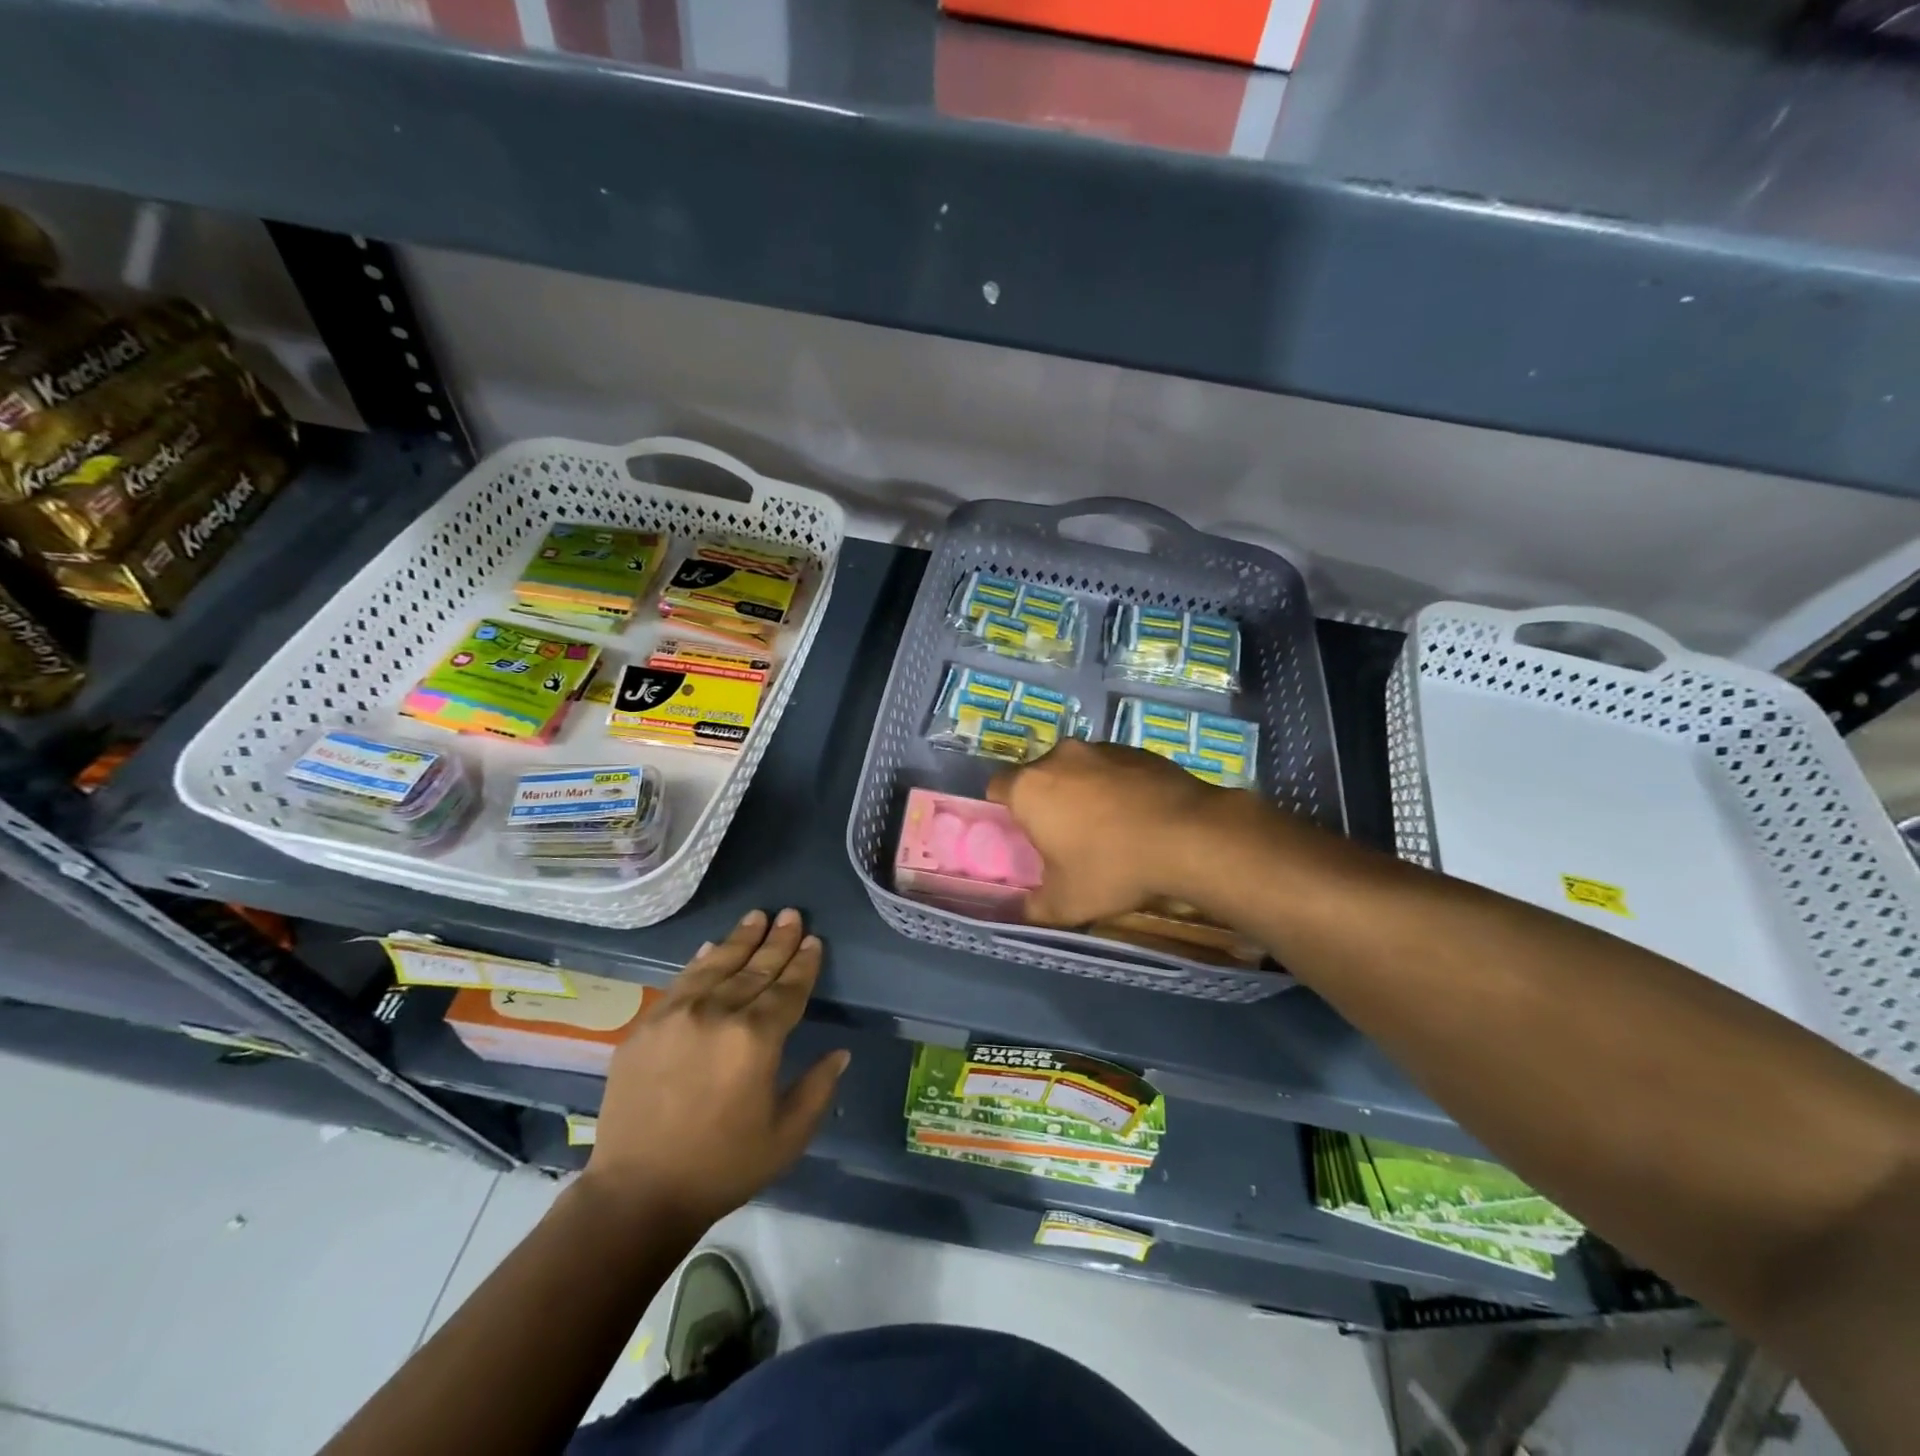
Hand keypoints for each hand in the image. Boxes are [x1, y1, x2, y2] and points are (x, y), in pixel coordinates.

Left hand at [584, 908, 847, 1228]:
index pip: (788, 989)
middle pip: (756, 968)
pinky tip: (712, 947)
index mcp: (757, 1039)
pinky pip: (681, 981)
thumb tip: (840, 1053)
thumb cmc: (722, 1167)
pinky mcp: (647, 1025)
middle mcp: (718, 1013)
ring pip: (718, 965)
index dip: (804, 963)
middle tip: (791, 914)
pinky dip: (701, 961)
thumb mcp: (786, 1137)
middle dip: (778, 941)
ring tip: (758, 916)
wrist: (637, 1193)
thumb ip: (818, 1089)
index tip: (814, 940)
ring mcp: (678, 1015)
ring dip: (741, 939)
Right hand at [987, 739, 1227, 924]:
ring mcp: (1101, 748)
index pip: (997, 788)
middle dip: (1047, 802)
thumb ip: (1034, 907)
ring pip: (1077, 769)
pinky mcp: (1136, 749)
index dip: (1006, 812)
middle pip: (1039, 776)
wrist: (1188, 836)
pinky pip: (1112, 768)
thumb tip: (1023, 910)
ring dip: (1083, 791)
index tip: (1023, 836)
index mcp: (1029, 788)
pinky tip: (1138, 816)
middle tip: (1065, 837)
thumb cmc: (1112, 867)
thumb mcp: (1066, 903)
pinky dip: (1116, 786)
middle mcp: (1059, 757)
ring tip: (1108, 828)